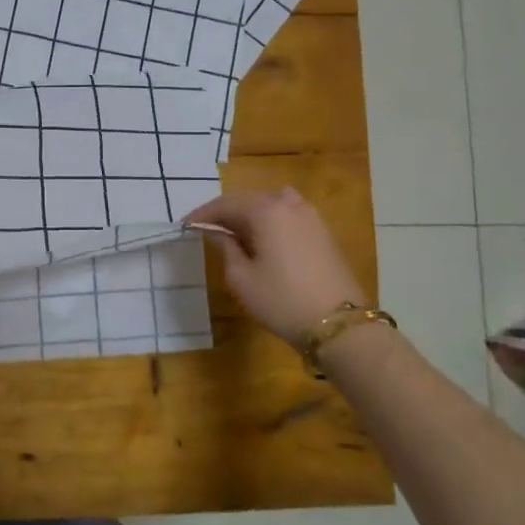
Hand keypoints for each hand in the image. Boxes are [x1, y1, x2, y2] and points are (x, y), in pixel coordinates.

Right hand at [185, 188, 366, 345]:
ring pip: (271, 204)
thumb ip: (226, 248)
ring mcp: (310, 216)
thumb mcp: (241, 278)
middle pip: (249, 199)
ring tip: (236, 233)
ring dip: (250, 214)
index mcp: (266, 210)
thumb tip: (218, 233)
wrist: (339, 325)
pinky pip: (288, 215)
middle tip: (207, 228)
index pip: (225, 204)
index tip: (186, 225)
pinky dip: (270, 220)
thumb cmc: (281, 300)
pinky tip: (263, 240)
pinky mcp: (323, 232)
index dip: (203, 214)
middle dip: (226, 212)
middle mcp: (289, 204)